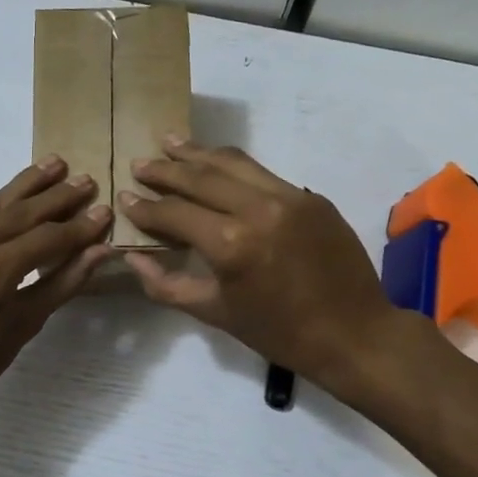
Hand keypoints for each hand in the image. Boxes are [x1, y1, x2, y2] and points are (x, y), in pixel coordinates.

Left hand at [0, 158, 113, 432]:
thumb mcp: (24, 326)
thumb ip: (63, 282)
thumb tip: (99, 250)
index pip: (44, 239)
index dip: (78, 227)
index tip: (104, 212)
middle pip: (18, 213)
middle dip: (55, 197)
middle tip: (85, 178)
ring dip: (24, 187)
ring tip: (53, 165)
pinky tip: (14, 198)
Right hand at [120, 138, 405, 396]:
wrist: (353, 333)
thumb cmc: (278, 333)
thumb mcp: (214, 314)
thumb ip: (166, 284)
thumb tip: (132, 257)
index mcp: (231, 244)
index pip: (175, 213)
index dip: (145, 207)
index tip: (124, 197)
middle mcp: (258, 209)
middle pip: (201, 177)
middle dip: (166, 170)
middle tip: (140, 163)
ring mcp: (290, 197)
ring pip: (234, 163)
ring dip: (198, 153)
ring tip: (171, 143)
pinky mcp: (311, 196)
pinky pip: (263, 173)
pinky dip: (234, 167)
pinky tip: (217, 165)